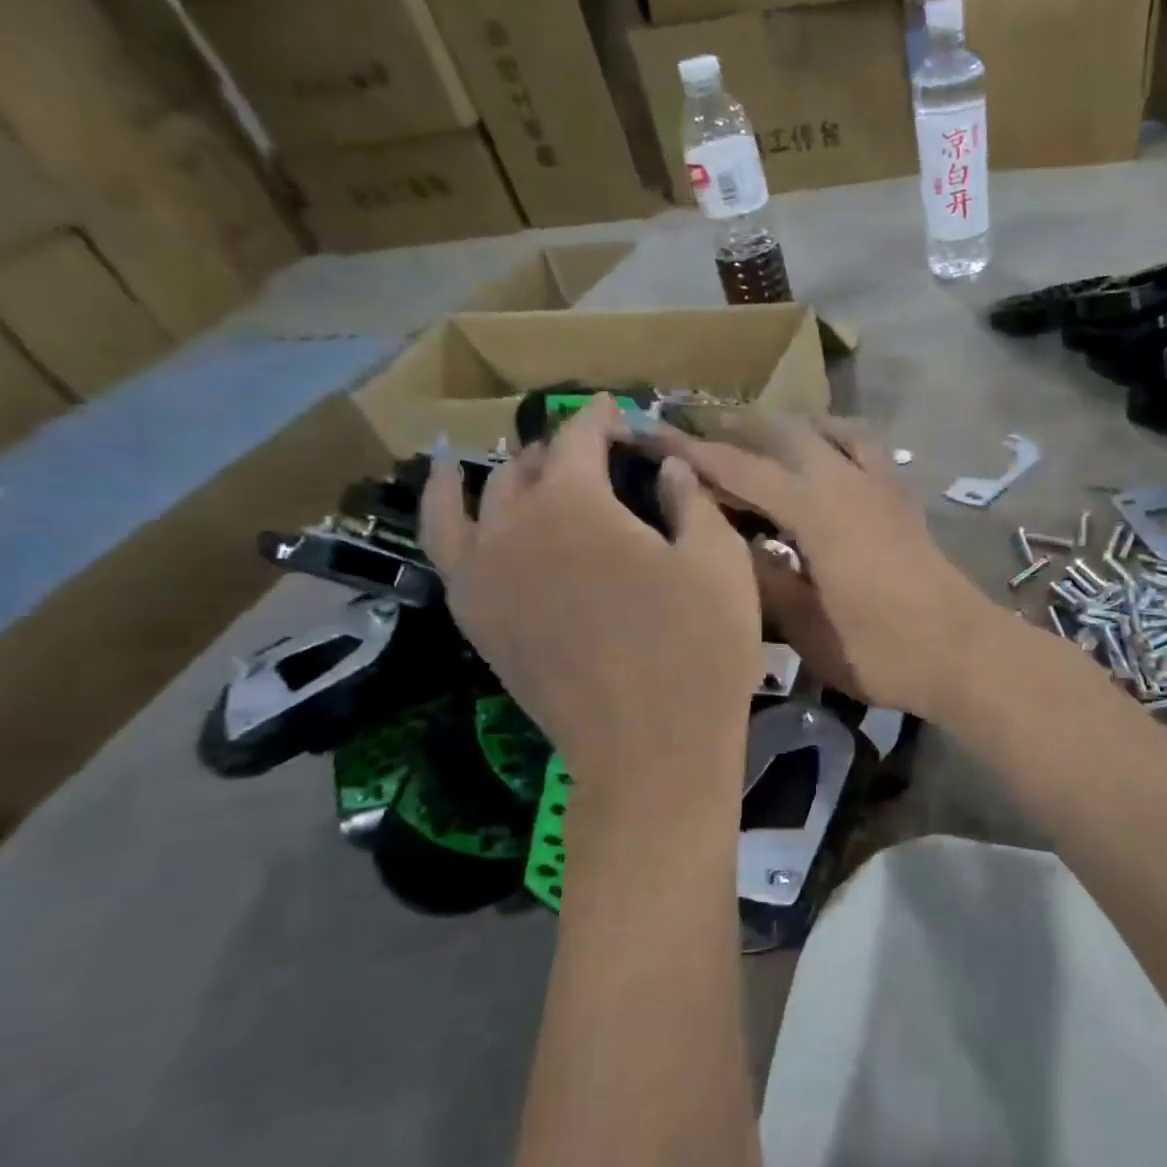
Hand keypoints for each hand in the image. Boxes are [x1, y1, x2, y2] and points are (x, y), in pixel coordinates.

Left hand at [420, 398, 760, 803]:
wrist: (649, 751)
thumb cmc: (698, 649)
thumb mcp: (719, 561)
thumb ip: (691, 498)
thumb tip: (667, 468)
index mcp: (574, 502)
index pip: (580, 436)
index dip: (603, 419)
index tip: (621, 415)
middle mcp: (512, 525)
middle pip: (527, 466)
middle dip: (561, 450)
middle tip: (595, 455)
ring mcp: (483, 575)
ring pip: (474, 500)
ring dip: (496, 475)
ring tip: (502, 463)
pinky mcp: (475, 619)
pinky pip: (446, 550)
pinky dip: (446, 514)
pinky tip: (458, 505)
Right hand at [653, 414, 1003, 719]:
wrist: (963, 653)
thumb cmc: (882, 650)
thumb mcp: (806, 628)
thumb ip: (762, 579)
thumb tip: (723, 544)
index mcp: (814, 511)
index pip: (741, 467)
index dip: (691, 450)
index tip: (649, 433)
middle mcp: (845, 481)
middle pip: (783, 431)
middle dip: (735, 426)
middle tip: (696, 432)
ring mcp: (880, 484)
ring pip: (827, 427)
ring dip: (786, 424)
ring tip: (756, 435)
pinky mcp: (902, 497)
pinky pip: (864, 445)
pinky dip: (835, 435)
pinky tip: (826, 452)